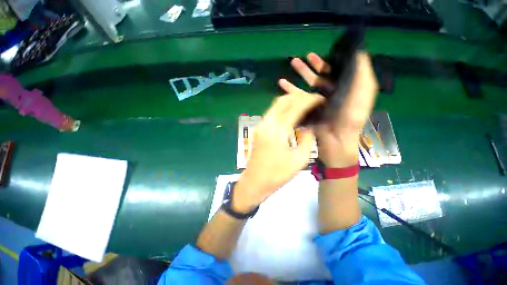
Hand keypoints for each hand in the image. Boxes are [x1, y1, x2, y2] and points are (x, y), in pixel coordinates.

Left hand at [233, 84, 323, 212]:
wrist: (255, 182)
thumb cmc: (277, 174)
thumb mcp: (299, 160)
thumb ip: (307, 139)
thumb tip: (310, 127)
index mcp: (278, 129)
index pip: (296, 106)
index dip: (309, 100)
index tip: (321, 99)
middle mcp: (267, 122)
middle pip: (284, 100)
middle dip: (299, 97)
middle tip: (313, 101)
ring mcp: (261, 125)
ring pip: (276, 104)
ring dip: (290, 101)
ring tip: (305, 105)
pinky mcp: (259, 129)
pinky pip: (272, 112)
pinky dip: (283, 108)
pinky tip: (292, 114)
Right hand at [290, 52, 378, 166]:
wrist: (336, 142)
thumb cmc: (350, 118)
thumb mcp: (362, 95)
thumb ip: (362, 74)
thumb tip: (358, 52)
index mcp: (342, 90)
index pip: (332, 73)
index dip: (323, 63)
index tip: (312, 55)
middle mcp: (329, 96)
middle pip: (316, 79)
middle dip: (307, 68)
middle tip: (296, 60)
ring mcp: (316, 105)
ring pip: (305, 87)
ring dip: (297, 77)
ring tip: (289, 66)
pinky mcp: (306, 112)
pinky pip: (297, 100)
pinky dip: (290, 91)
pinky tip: (282, 84)